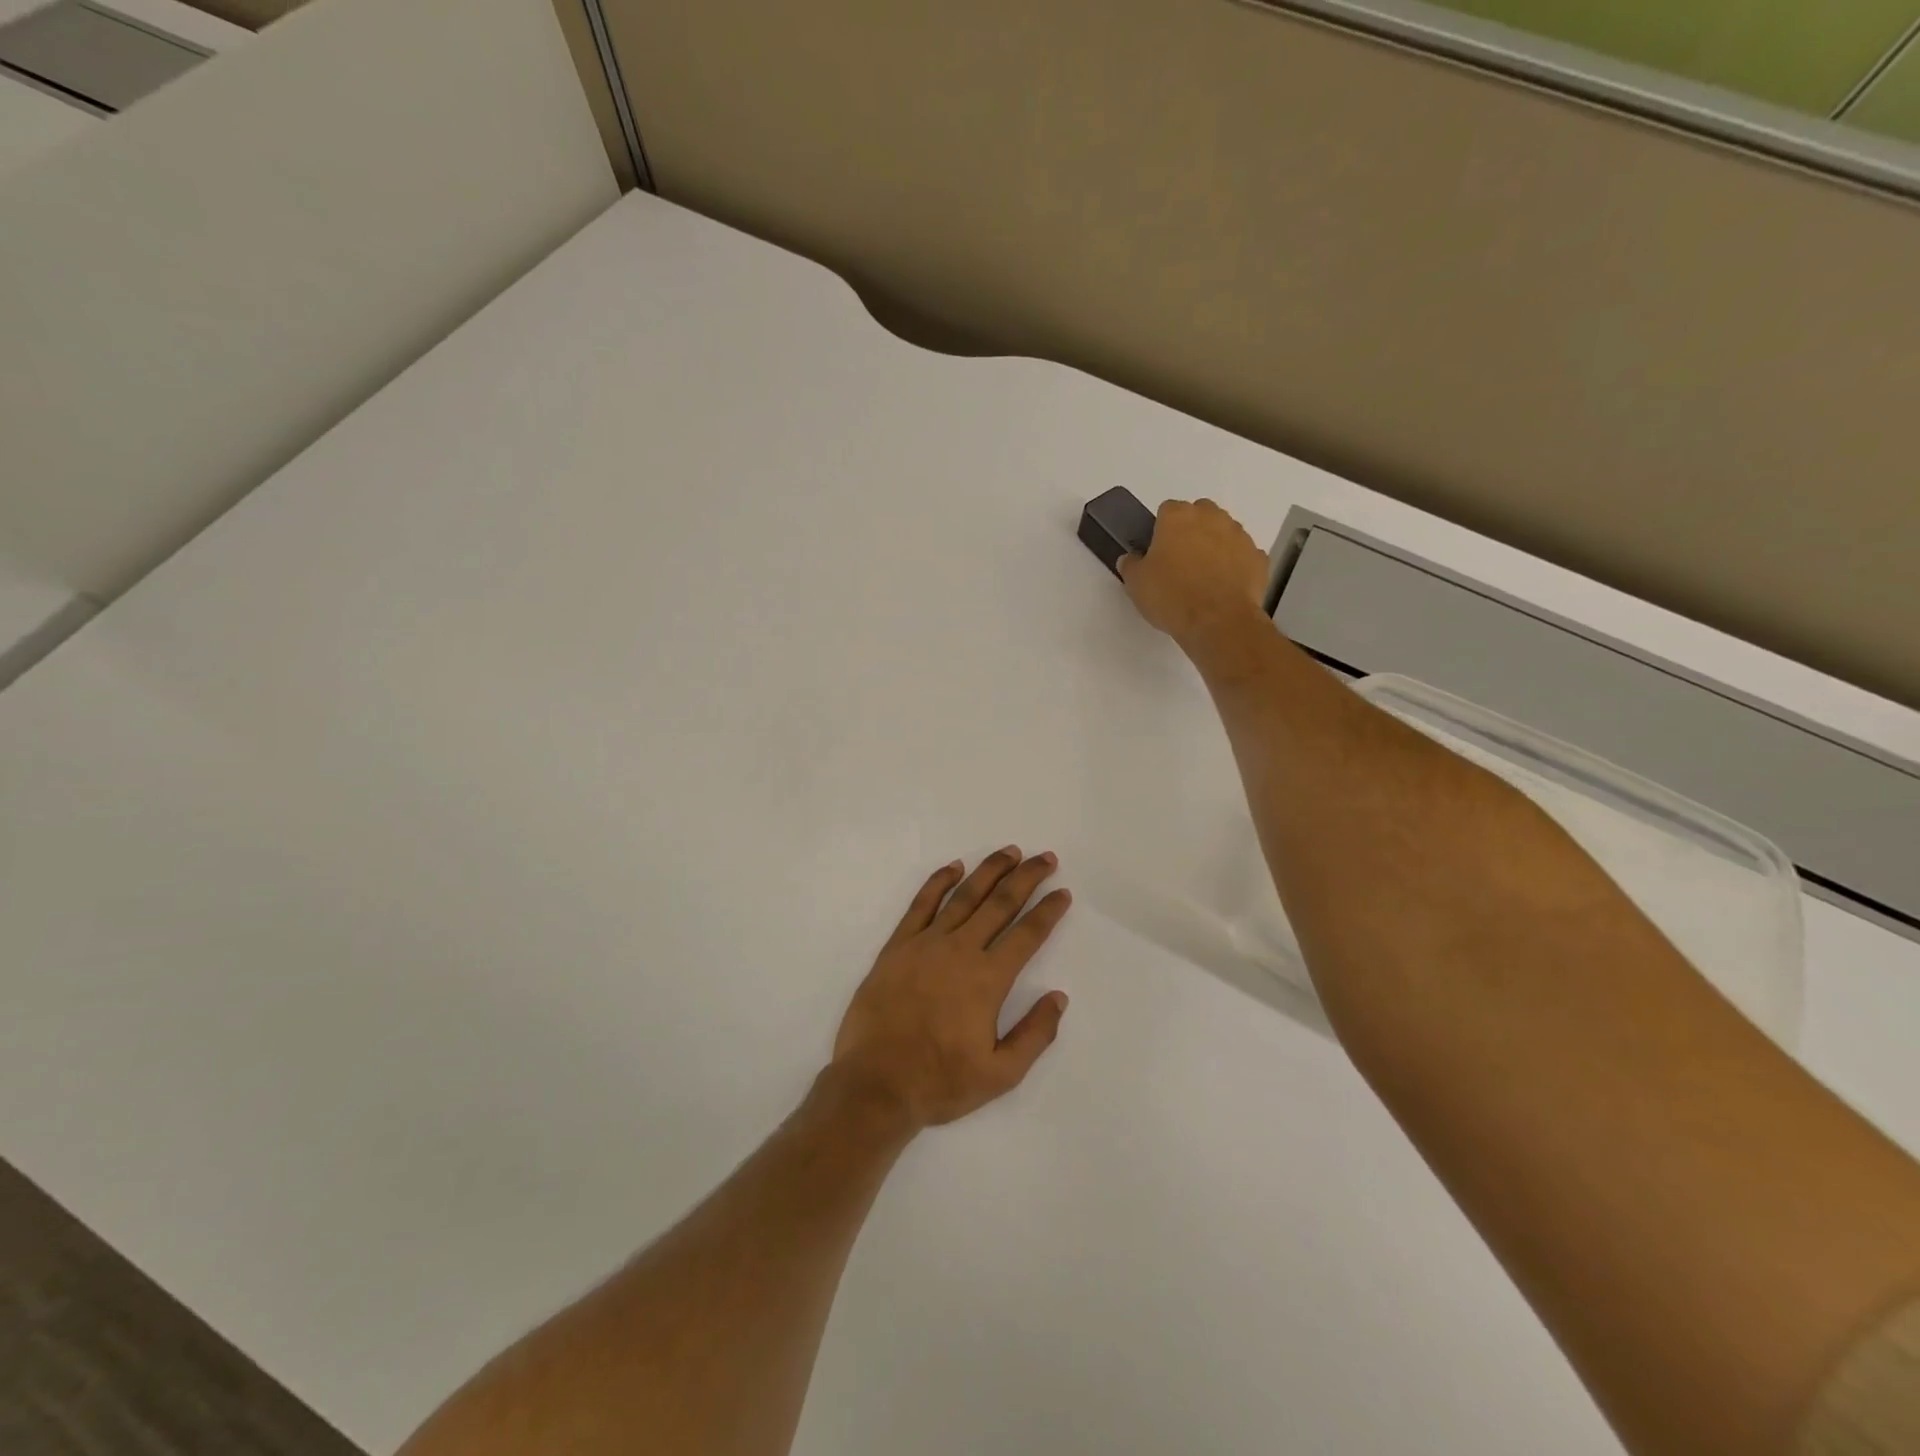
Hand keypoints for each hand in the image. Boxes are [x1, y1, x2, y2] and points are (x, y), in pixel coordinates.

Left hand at [830, 849, 1072, 1131]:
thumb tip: (1059, 997)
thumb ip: (1035, 1034)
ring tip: (1010, 852)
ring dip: (990, 871)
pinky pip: (921, 904)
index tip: (1062, 893)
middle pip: (1000, 903)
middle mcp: (960, 951)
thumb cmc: (940, 1082)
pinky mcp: (898, 946)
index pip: (1027, 934)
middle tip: (1045, 858)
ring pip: (964, 896)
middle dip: (1026, 878)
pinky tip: (955, 866)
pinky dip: (939, 881)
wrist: (875, 1084)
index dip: (1048, 911)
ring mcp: (926, 944)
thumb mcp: (1001, 1074)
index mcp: (988, 979)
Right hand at [1118, 498, 1268, 654]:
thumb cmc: (1171, 596)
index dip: (1160, 530)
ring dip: (1214, 547)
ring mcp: (1239, 535)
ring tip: (1203, 578)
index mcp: (1178, 517)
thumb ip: (1132, 565)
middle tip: (1180, 562)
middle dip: (1191, 532)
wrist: (1217, 621)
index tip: (1157, 552)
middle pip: (1200, 514)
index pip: (1166, 510)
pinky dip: (1235, 566)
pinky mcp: (1258, 558)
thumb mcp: (1136, 583)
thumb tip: (1131, 559)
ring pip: (1224, 533)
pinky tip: (1224, 587)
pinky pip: (1242, 556)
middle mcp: (1211, 517)